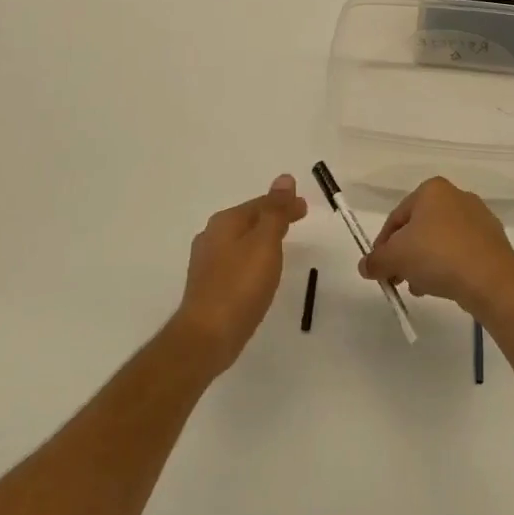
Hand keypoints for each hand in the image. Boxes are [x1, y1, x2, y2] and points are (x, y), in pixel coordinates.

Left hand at [174, 175, 308, 373]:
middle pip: (249, 219)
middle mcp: (212, 236)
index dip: (284, 203)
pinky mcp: (210, 285)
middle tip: (298, 219)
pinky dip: (253, 256)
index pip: (260, 203)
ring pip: (242, 240)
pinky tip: (260, 270)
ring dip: (263, 237)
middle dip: (273, 217)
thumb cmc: (240, 286)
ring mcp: (207, 262)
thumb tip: (284, 178)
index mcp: (225, 222)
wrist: (207, 336)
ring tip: (283, 242)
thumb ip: (276, 211)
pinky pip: (237, 260)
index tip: (305, 207)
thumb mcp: (265, 243)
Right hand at [358, 177, 513, 318]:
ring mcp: (479, 218)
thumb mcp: (395, 258)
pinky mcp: (493, 241)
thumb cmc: (437, 256)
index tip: (378, 269)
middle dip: (405, 255)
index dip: (382, 245)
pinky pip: (461, 252)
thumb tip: (365, 266)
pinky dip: (448, 266)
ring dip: (425, 263)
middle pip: (419, 228)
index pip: (396, 217)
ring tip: (419, 287)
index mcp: (432, 190)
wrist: (491, 279)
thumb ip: (375, 260)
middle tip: (398, 279)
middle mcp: (457, 196)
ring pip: (440, 241)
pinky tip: (442, 287)